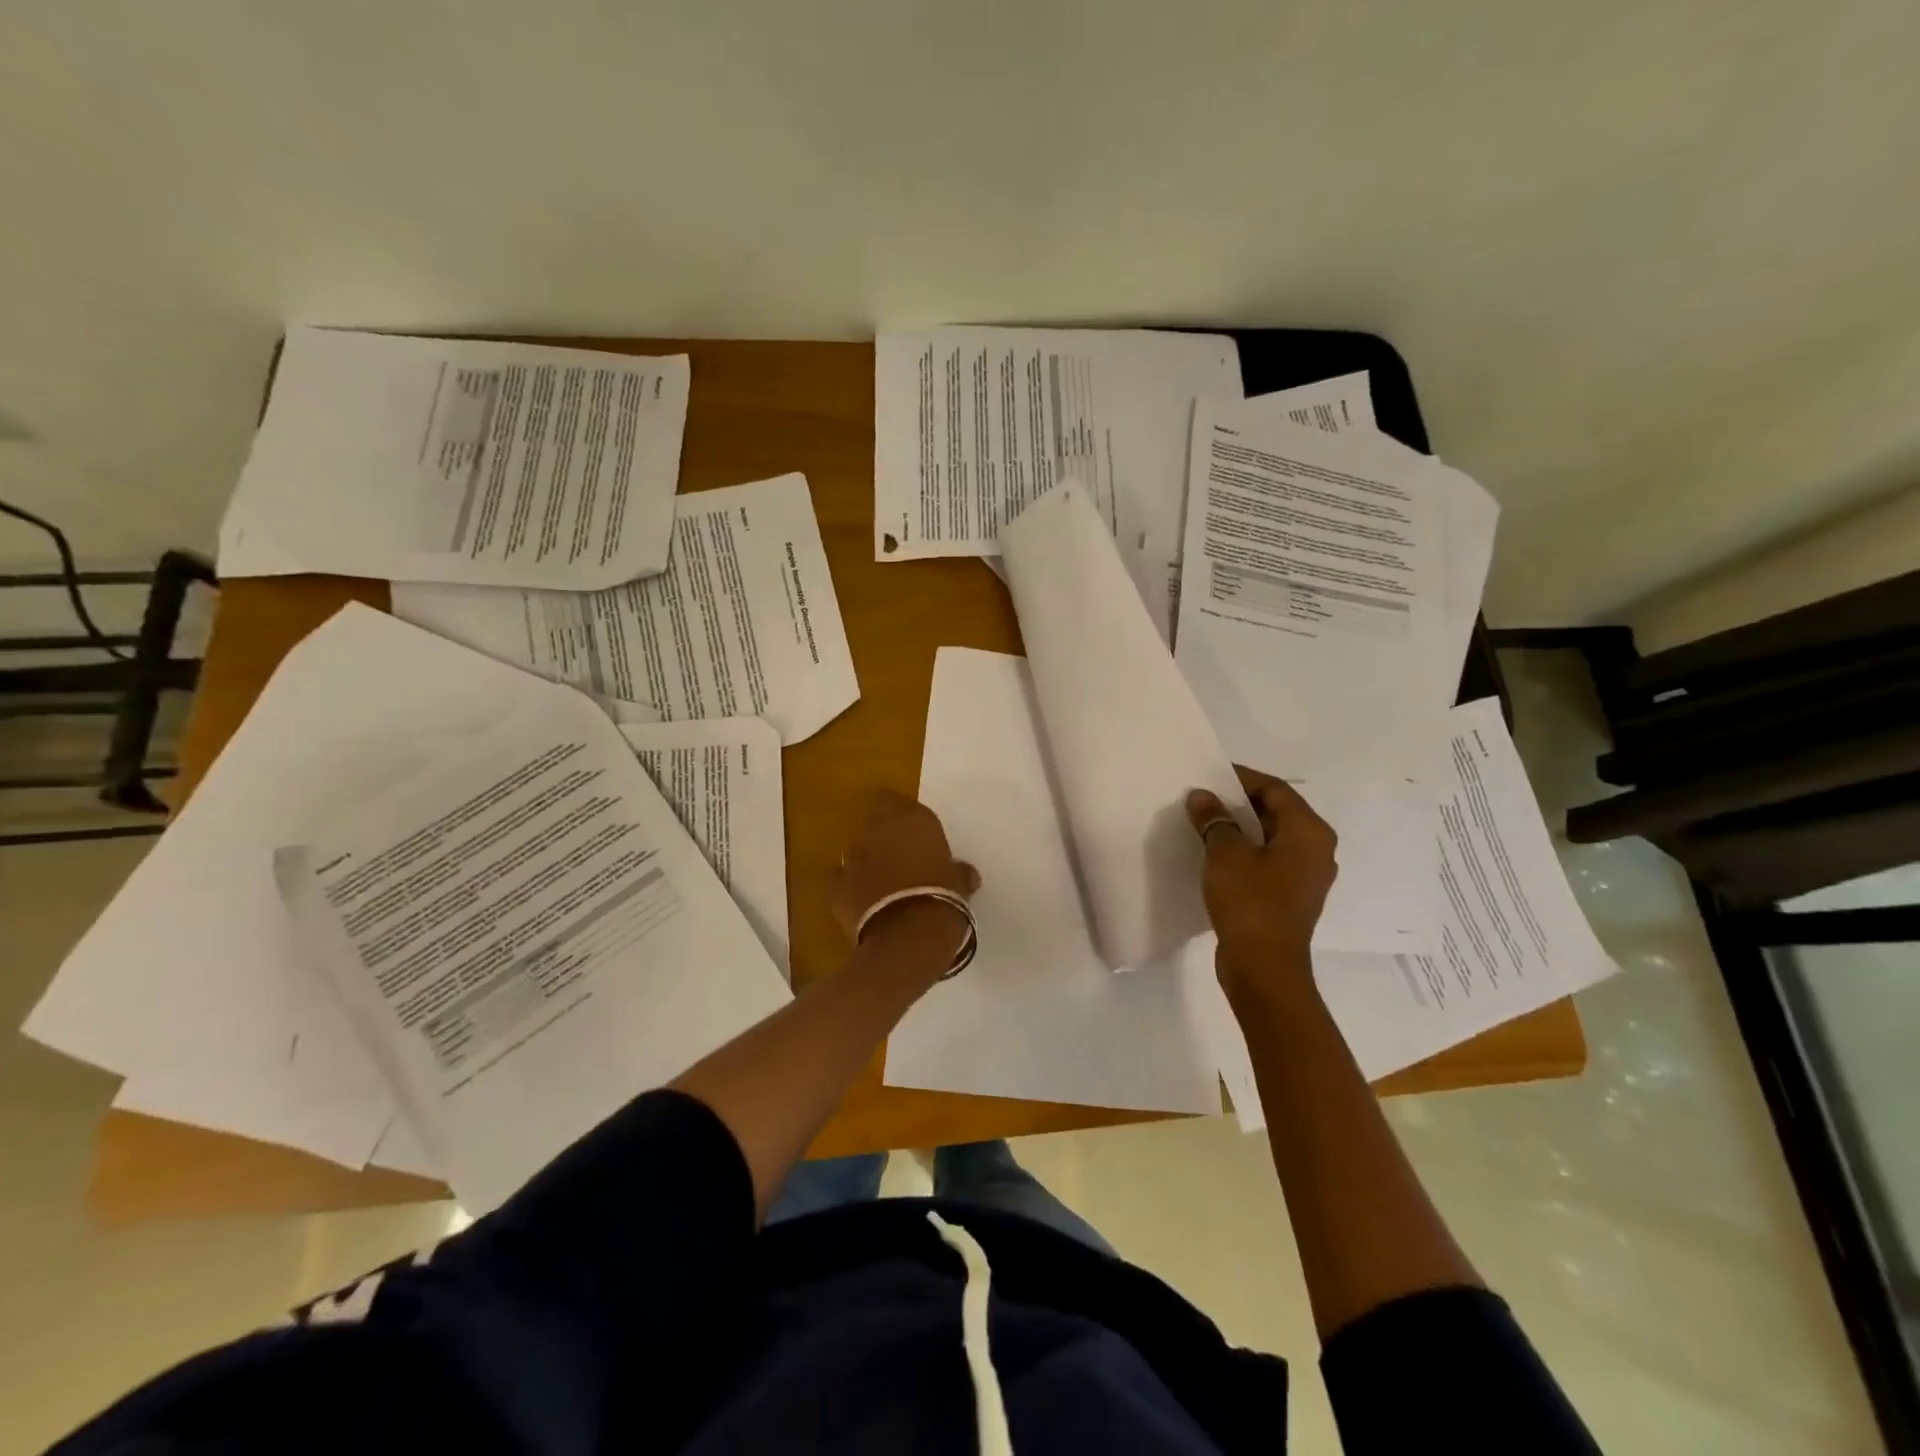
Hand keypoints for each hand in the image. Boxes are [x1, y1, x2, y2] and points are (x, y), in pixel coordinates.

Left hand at [831, 790, 980, 951]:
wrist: (908, 936)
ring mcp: (853, 856)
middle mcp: (878, 830)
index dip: (898, 814)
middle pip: (874, 823)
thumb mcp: (960, 883)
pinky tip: (865, 904)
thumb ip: (957, 871)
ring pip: (857, 851)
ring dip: (868, 863)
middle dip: (883, 838)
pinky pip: (843, 880)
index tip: (908, 830)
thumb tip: (964, 873)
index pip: (893, 800)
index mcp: (912, 820)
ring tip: (883, 886)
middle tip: (899, 859)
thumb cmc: (943, 899)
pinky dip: (852, 888)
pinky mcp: (836, 885)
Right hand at [1185, 768, 1337, 1000]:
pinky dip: (1244, 852)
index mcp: (1309, 832)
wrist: (1263, 967)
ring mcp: (1305, 876)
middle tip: (1203, 798)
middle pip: (1276, 811)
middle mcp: (1316, 850)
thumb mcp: (1225, 853)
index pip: (1275, 789)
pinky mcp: (1289, 897)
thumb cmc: (1250, 902)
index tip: (1209, 774)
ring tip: (1204, 823)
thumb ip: (1214, 819)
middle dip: (1238, 802)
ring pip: (1270, 838)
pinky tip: (1214, 855)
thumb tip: (1202, 797)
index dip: (1241, 778)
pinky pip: (1267, 861)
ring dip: (1239, 828)